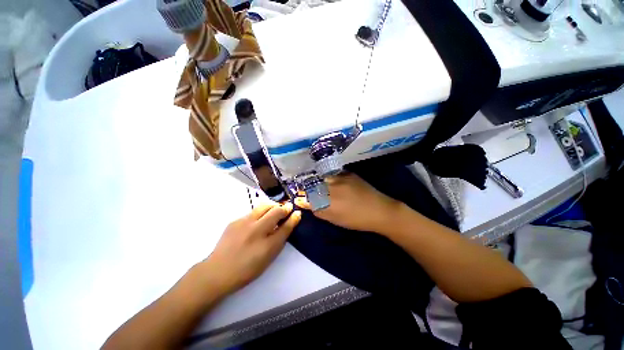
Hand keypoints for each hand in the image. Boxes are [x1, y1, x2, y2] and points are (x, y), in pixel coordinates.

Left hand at [200, 202, 300, 296]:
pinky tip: (257, 220)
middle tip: (286, 209)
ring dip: (272, 207)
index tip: (297, 212)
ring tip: (274, 211)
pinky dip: (260, 213)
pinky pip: (252, 212)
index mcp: (266, 245)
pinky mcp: (234, 221)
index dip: (293, 217)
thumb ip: (280, 239)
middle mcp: (256, 231)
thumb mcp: (268, 257)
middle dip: (284, 208)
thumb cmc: (247, 268)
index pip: (285, 226)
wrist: (217, 271)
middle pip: (275, 211)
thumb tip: (290, 223)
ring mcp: (243, 223)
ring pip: (263, 207)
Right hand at [295, 173, 400, 234]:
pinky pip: (333, 174)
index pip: (308, 197)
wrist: (380, 210)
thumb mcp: (336, 219)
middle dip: (308, 188)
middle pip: (313, 185)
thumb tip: (308, 204)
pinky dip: (329, 178)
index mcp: (328, 202)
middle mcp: (331, 187)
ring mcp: (340, 178)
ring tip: (319, 185)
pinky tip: (332, 181)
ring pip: (322, 178)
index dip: (302, 197)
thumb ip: (320, 211)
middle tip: (308, 191)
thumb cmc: (356, 220)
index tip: (299, 198)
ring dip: (318, 182)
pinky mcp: (348, 173)